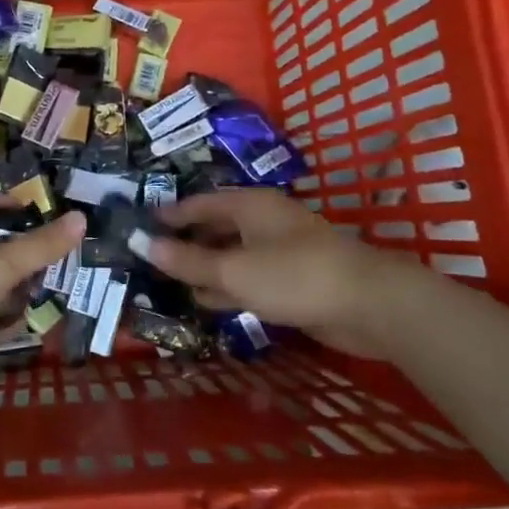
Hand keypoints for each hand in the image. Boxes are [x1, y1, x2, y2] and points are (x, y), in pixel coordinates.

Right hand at [140, 188, 412, 359]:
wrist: (369, 305)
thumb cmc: (294, 275)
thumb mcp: (233, 269)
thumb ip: (187, 260)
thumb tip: (141, 243)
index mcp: (249, 205)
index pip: (199, 203)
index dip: (170, 214)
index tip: (140, 225)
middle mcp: (262, 223)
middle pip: (214, 228)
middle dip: (184, 242)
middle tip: (148, 257)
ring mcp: (278, 253)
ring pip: (230, 256)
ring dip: (202, 268)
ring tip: (166, 281)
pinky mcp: (291, 283)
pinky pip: (247, 280)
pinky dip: (224, 288)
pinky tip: (202, 301)